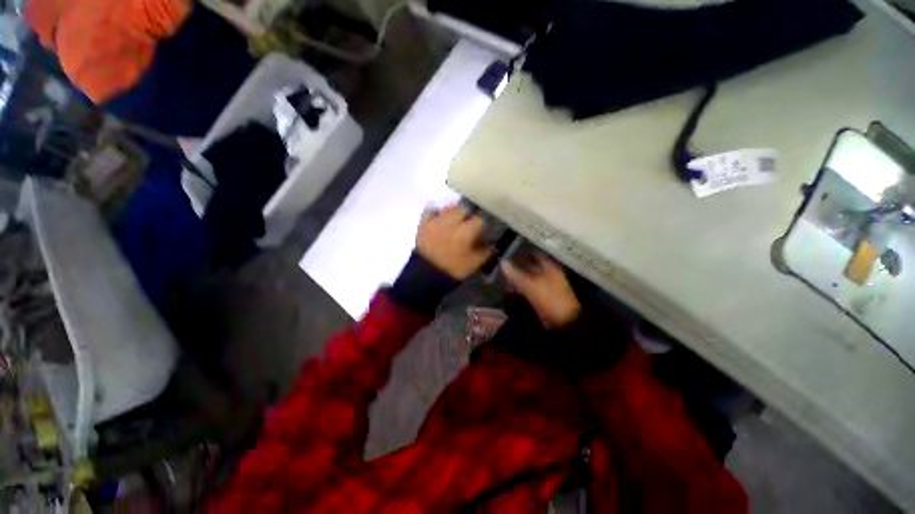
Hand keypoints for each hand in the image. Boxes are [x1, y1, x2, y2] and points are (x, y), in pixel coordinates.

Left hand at [416, 205, 492, 279]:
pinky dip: (436, 211)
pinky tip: (440, 217)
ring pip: (449, 207)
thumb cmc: (453, 269)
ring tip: (456, 220)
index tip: (484, 230)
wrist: (425, 275)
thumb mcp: (474, 264)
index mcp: (466, 230)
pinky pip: (430, 210)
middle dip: (469, 215)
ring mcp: (436, 220)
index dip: (484, 224)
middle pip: (465, 208)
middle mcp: (452, 220)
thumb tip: (494, 245)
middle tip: (470, 224)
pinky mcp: (424, 223)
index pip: (480, 219)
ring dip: (455, 211)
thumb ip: (487, 253)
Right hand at [501, 254, 580, 328]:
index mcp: (549, 266)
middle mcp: (549, 273)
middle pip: (531, 266)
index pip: (533, 254)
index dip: (521, 253)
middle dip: (517, 267)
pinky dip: (521, 288)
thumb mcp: (529, 285)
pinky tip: (512, 291)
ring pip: (529, 278)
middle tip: (503, 268)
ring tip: (505, 280)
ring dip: (518, 278)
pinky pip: (530, 289)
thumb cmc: (549, 299)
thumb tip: (502, 261)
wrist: (564, 323)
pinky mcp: (544, 297)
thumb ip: (515, 273)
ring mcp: (547, 286)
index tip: (507, 254)